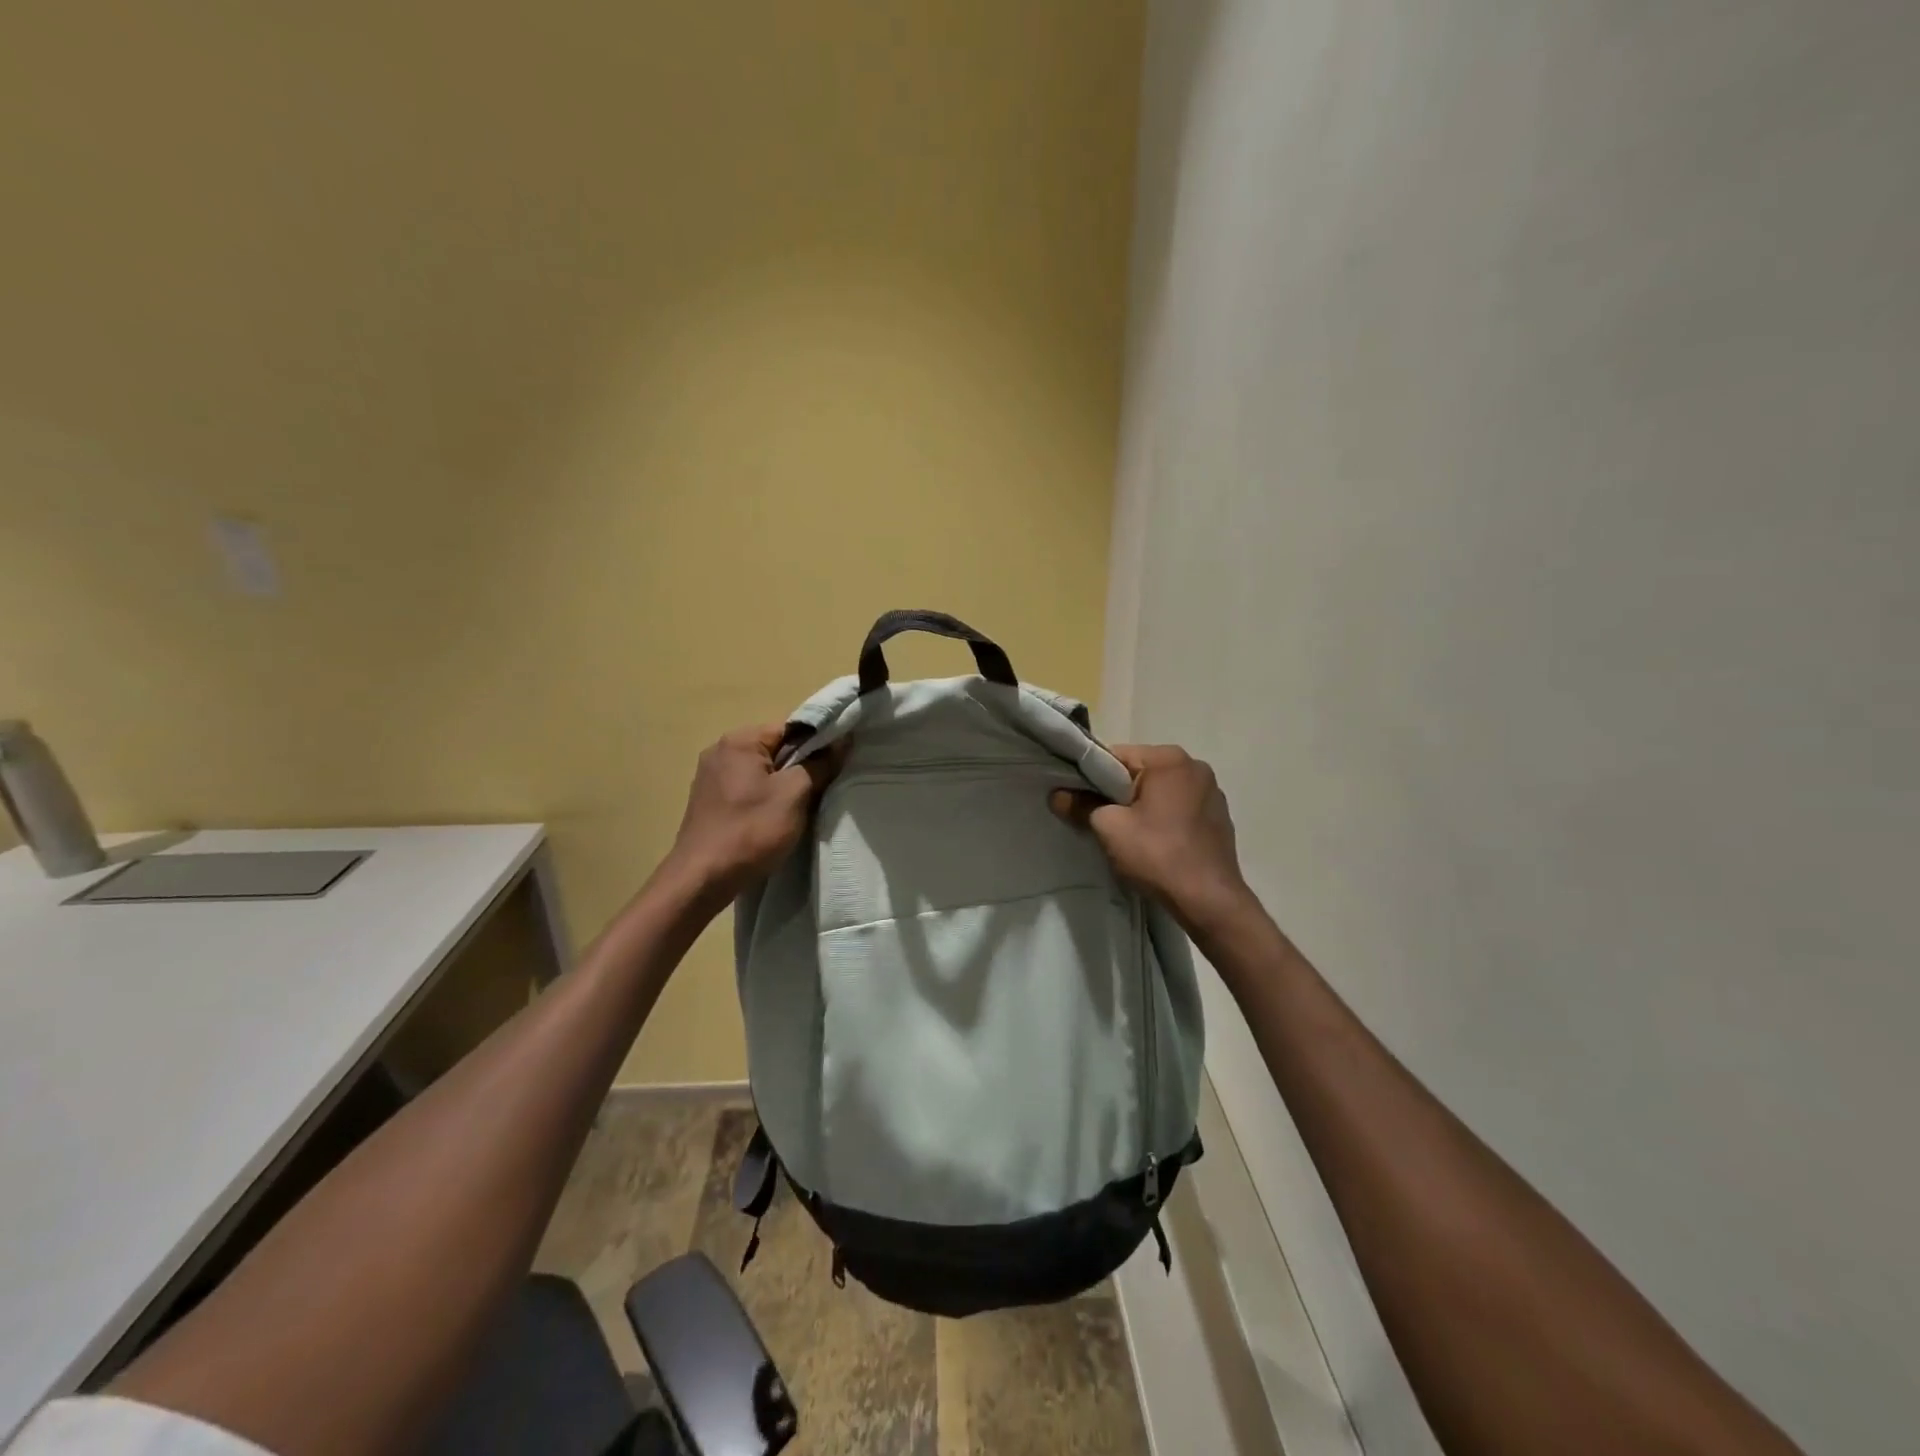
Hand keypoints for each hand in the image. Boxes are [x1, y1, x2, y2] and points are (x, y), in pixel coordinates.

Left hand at [664, 725, 845, 902]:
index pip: (790, 728)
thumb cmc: (751, 831)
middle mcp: (720, 750)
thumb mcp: (795, 795)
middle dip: (801, 765)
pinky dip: (765, 797)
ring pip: (762, 770)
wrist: (702, 879)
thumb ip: (820, 764)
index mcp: (740, 741)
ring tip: (803, 805)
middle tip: (824, 786)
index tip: (837, 763)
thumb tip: (841, 741)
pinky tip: (776, 818)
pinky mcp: (709, 800)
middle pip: (775, 748)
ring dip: (784, 784)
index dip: (818, 742)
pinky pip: (747, 788)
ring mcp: (710, 776)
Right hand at [1049, 744, 1250, 927]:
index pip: (1118, 756)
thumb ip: (1080, 806)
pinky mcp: (1219, 817)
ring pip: (1161, 792)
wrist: (1209, 900)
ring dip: (1143, 807)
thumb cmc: (1157, 855)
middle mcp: (1195, 767)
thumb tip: (1057, 795)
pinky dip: (1164, 819)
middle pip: (1141, 773)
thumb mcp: (1109, 828)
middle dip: (1119, 793)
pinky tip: (1157, 844)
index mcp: (1169, 759)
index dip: (1092, 777)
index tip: (1081, 800)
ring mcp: (1212, 792)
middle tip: (1102, 821)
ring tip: (1131, 836)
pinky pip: (1180, 808)